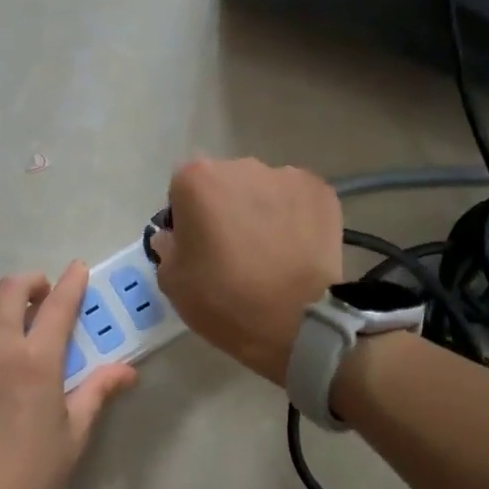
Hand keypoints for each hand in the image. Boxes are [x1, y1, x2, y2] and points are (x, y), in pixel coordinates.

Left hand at [0, 264, 136, 488]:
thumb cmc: (34, 470)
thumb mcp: (75, 431)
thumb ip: (98, 391)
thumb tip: (128, 371)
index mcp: (37, 360)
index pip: (58, 305)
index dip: (71, 282)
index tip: (78, 270)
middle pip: (8, 291)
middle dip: (29, 282)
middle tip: (41, 294)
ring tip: (3, 315)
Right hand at [153, 158, 343, 384]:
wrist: (297, 321)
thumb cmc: (225, 300)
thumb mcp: (173, 282)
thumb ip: (167, 247)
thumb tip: (175, 236)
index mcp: (197, 180)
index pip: (182, 190)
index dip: (187, 218)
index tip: (198, 247)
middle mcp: (241, 166)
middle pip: (225, 183)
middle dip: (226, 208)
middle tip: (235, 251)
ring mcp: (286, 176)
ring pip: (264, 190)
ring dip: (262, 212)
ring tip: (272, 253)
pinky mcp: (321, 192)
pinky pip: (298, 200)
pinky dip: (295, 218)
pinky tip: (297, 249)